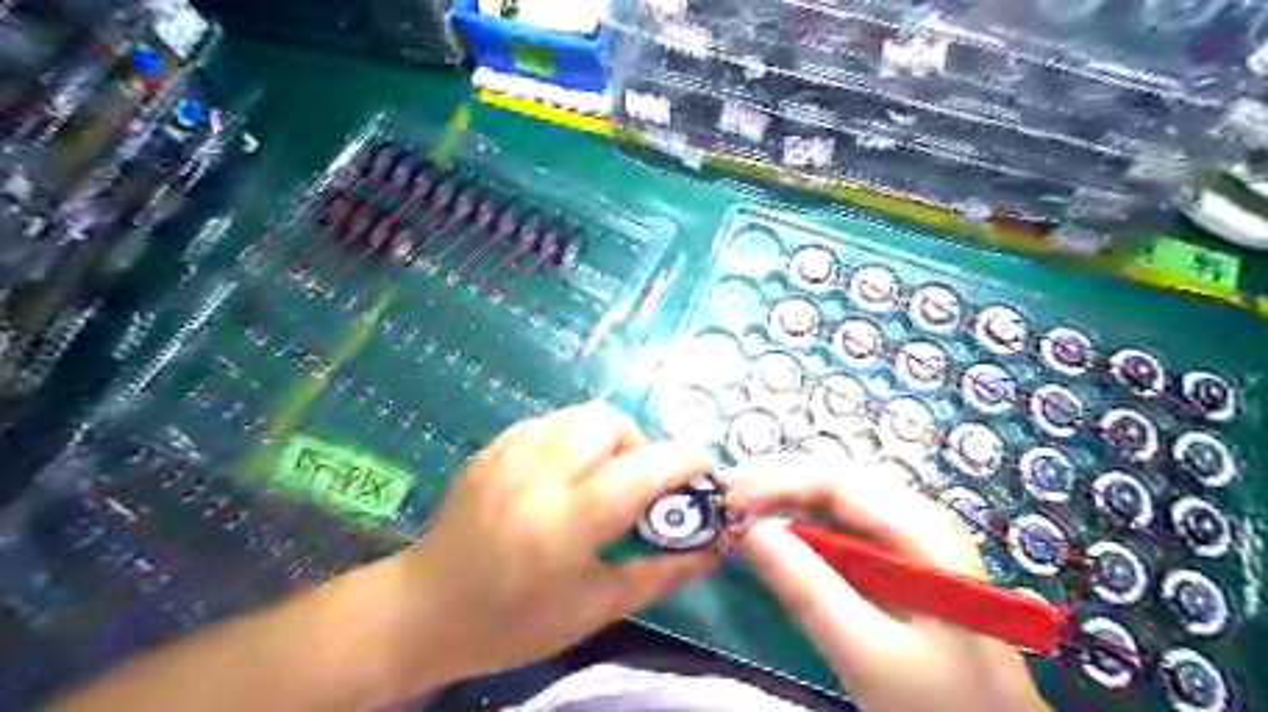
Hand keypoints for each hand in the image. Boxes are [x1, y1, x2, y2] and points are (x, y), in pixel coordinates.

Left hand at [392, 403, 717, 680]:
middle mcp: (538, 474)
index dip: (684, 461)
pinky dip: (572, 438)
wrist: (426, 609)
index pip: (640, 471)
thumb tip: (712, 550)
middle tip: (637, 483)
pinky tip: (563, 473)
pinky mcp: (492, 448)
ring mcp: (509, 454)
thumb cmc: (514, 620)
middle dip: (638, 444)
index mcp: (567, 521)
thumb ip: (658, 574)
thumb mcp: (594, 609)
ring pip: (578, 414)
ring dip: (605, 437)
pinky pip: (548, 422)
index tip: (706, 469)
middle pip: (607, 422)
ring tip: (601, 474)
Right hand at [724, 455, 1051, 711]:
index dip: (776, 481)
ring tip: (735, 512)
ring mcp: (902, 534)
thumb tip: (747, 531)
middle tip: (722, 500)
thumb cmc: (938, 700)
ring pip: (829, 500)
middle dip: (773, 484)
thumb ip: (807, 588)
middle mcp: (912, 514)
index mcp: (920, 527)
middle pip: (831, 480)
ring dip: (779, 501)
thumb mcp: (866, 651)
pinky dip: (795, 527)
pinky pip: (834, 527)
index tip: (728, 500)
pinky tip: (767, 535)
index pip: (836, 480)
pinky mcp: (889, 556)